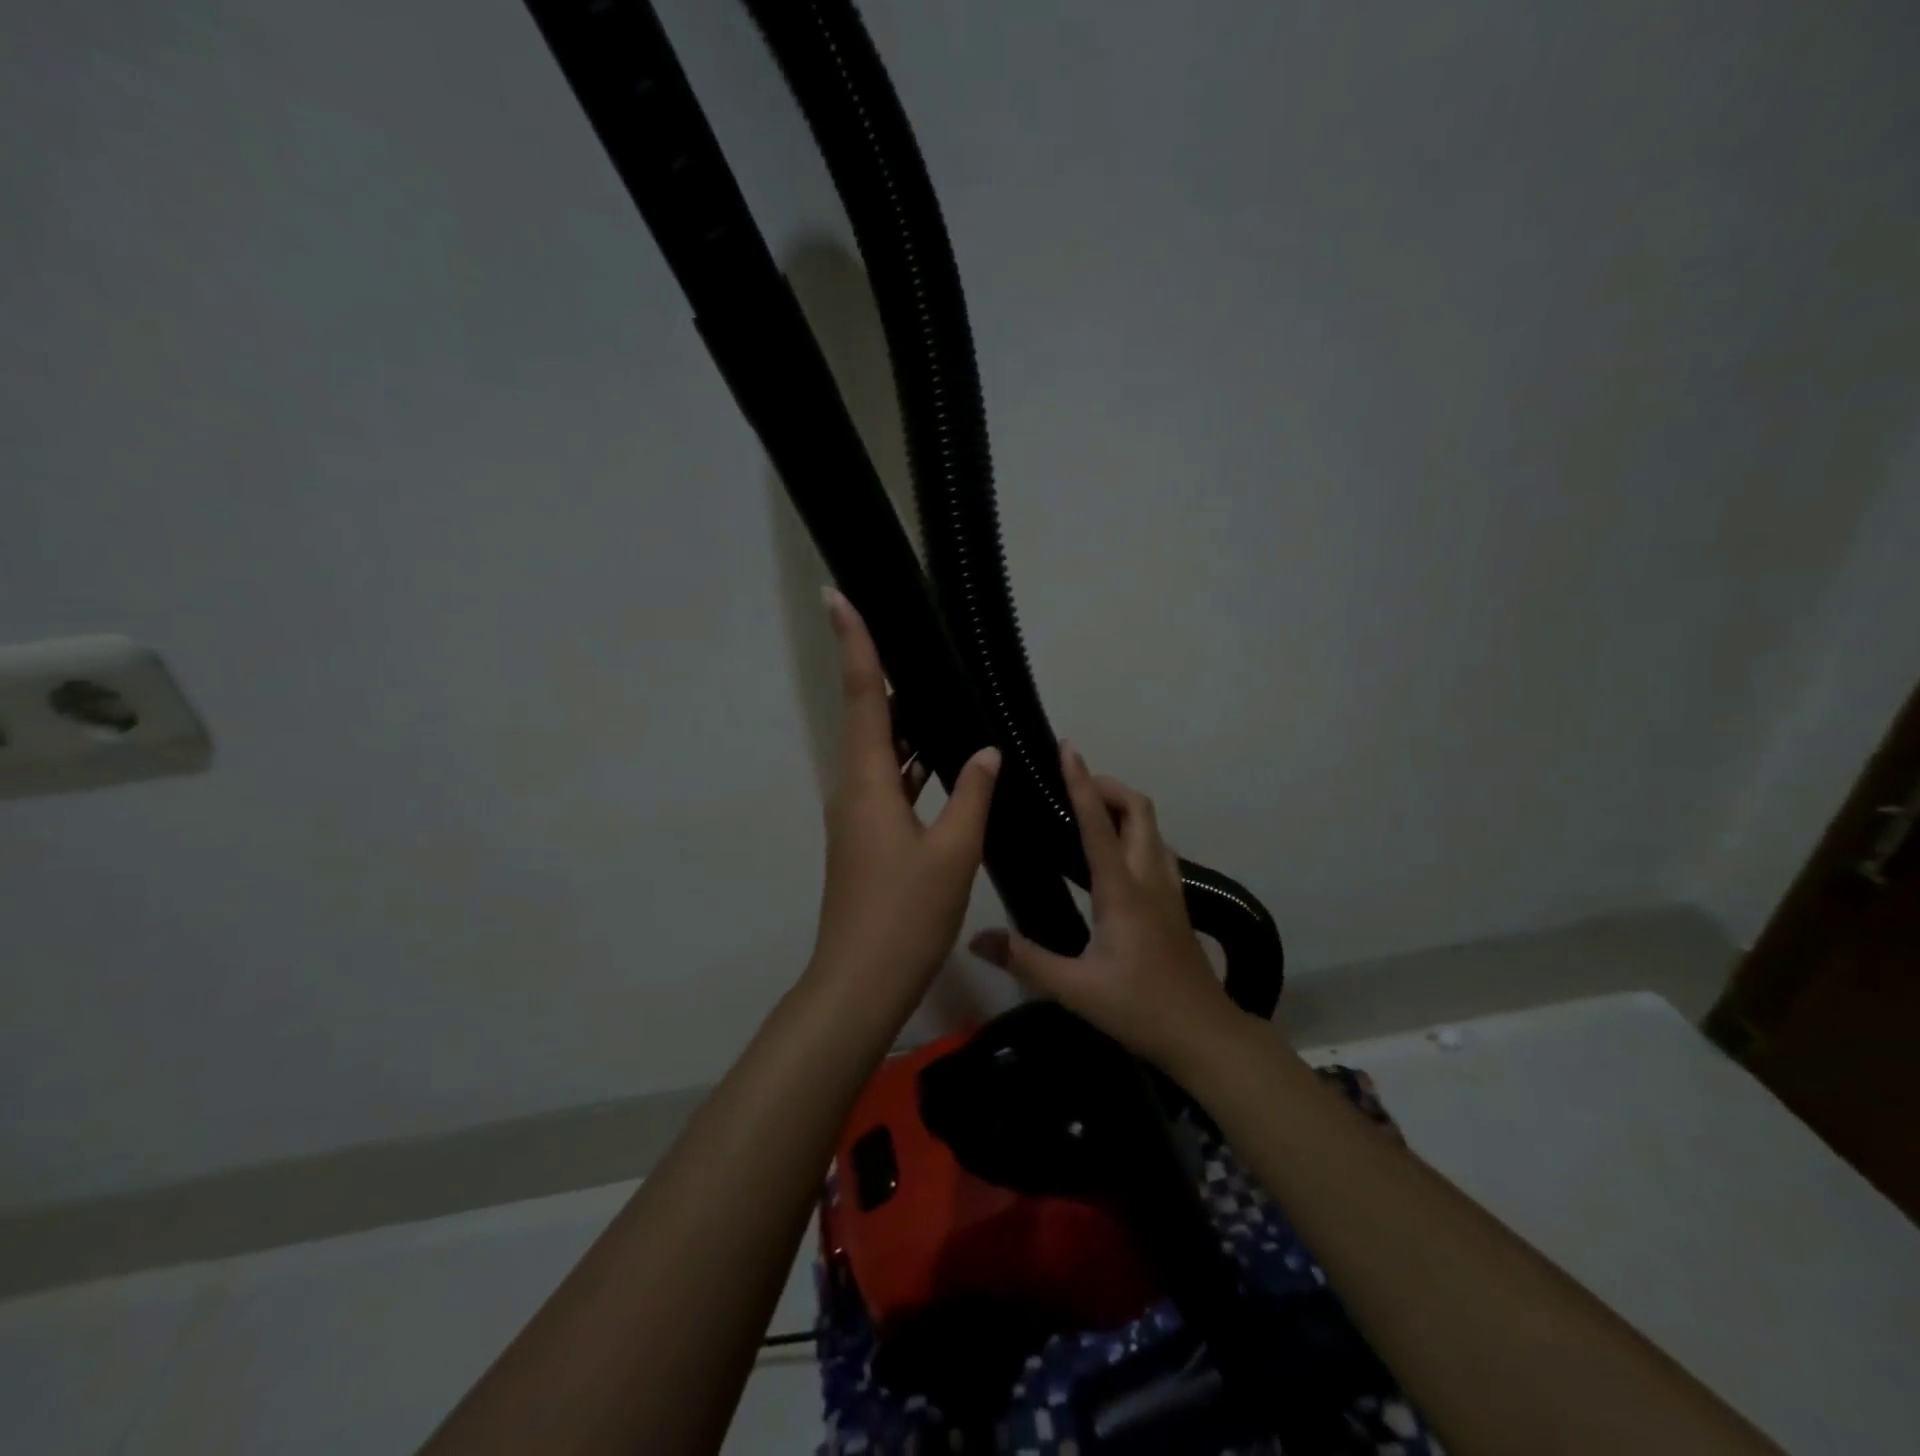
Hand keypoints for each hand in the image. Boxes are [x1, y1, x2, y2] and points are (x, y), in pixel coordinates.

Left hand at [807, 589, 1001, 998]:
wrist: (861, 982)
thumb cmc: (905, 915)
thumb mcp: (952, 851)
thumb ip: (972, 794)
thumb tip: (986, 751)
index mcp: (868, 783)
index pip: (862, 697)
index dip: (854, 644)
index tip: (837, 597)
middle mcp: (854, 790)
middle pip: (867, 719)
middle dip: (883, 677)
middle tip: (913, 641)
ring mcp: (857, 816)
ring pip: (880, 753)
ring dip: (902, 723)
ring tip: (936, 691)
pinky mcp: (866, 838)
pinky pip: (889, 784)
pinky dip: (912, 764)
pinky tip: (943, 761)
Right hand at [971, 744, 1250, 1074]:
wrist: (1204, 1035)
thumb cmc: (1140, 1008)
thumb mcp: (1075, 988)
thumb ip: (1025, 960)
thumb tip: (976, 939)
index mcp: (1122, 891)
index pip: (1098, 824)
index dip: (1081, 782)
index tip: (1068, 748)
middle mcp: (1148, 877)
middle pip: (1138, 809)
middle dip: (1108, 786)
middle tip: (1073, 785)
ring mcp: (1168, 888)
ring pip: (1151, 827)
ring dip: (1123, 807)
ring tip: (1087, 812)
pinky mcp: (1174, 902)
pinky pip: (1154, 848)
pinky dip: (1132, 832)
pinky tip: (1111, 856)